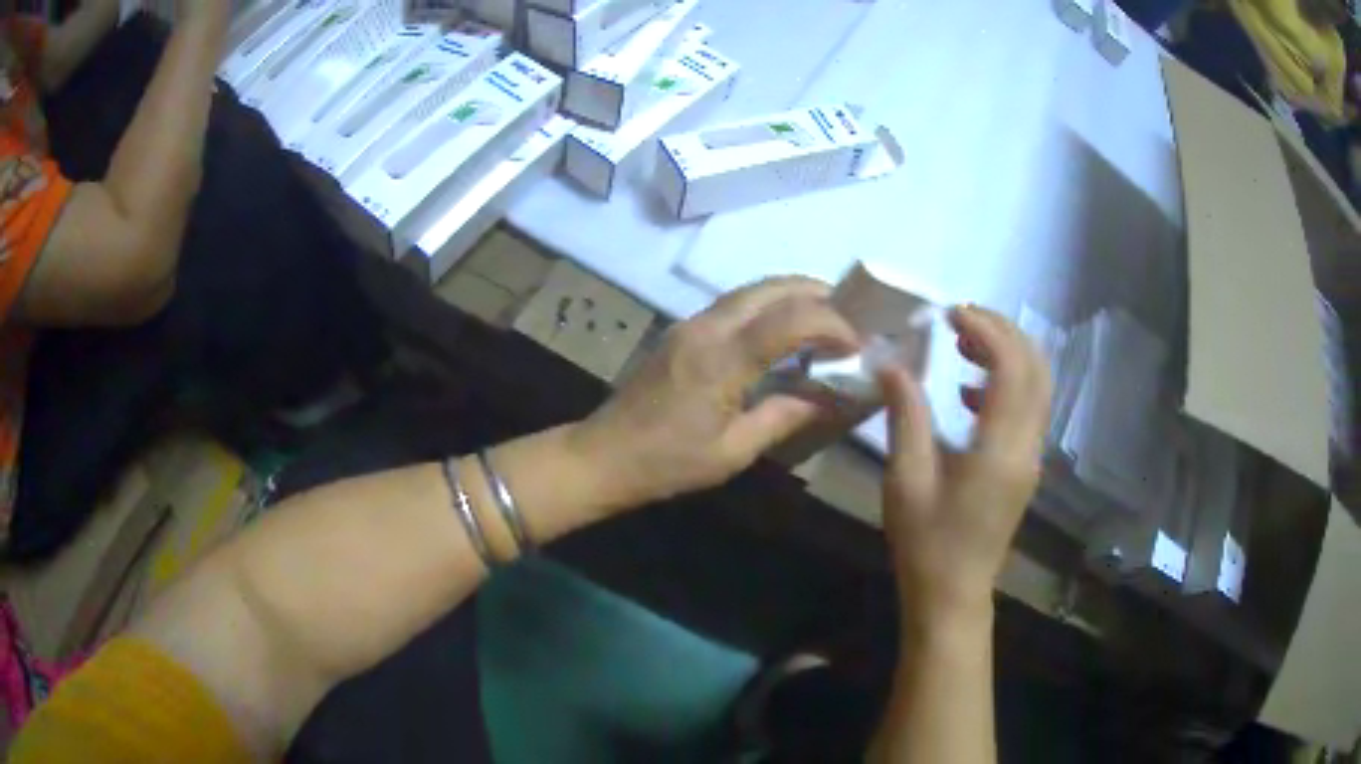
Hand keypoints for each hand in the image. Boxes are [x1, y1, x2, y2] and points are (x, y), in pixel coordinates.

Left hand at [570, 277, 858, 511]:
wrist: (603, 455)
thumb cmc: (668, 463)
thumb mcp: (733, 451)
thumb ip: (783, 417)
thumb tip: (828, 398)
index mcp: (723, 359)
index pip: (790, 319)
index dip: (831, 323)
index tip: (856, 343)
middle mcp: (707, 328)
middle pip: (769, 288)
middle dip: (815, 292)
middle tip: (849, 312)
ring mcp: (689, 325)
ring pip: (749, 290)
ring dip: (789, 294)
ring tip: (823, 314)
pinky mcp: (680, 331)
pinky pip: (732, 304)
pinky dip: (766, 305)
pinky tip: (780, 328)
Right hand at [878, 305, 1050, 628]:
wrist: (953, 594)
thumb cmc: (926, 543)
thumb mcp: (906, 479)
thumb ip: (906, 415)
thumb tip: (891, 362)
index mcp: (1001, 449)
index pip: (1012, 367)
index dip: (987, 330)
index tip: (950, 313)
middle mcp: (1027, 446)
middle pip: (1036, 368)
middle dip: (1003, 332)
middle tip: (959, 319)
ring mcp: (1031, 456)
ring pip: (1038, 385)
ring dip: (1007, 354)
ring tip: (963, 344)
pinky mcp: (1024, 466)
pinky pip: (1028, 408)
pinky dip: (1007, 383)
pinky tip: (968, 391)